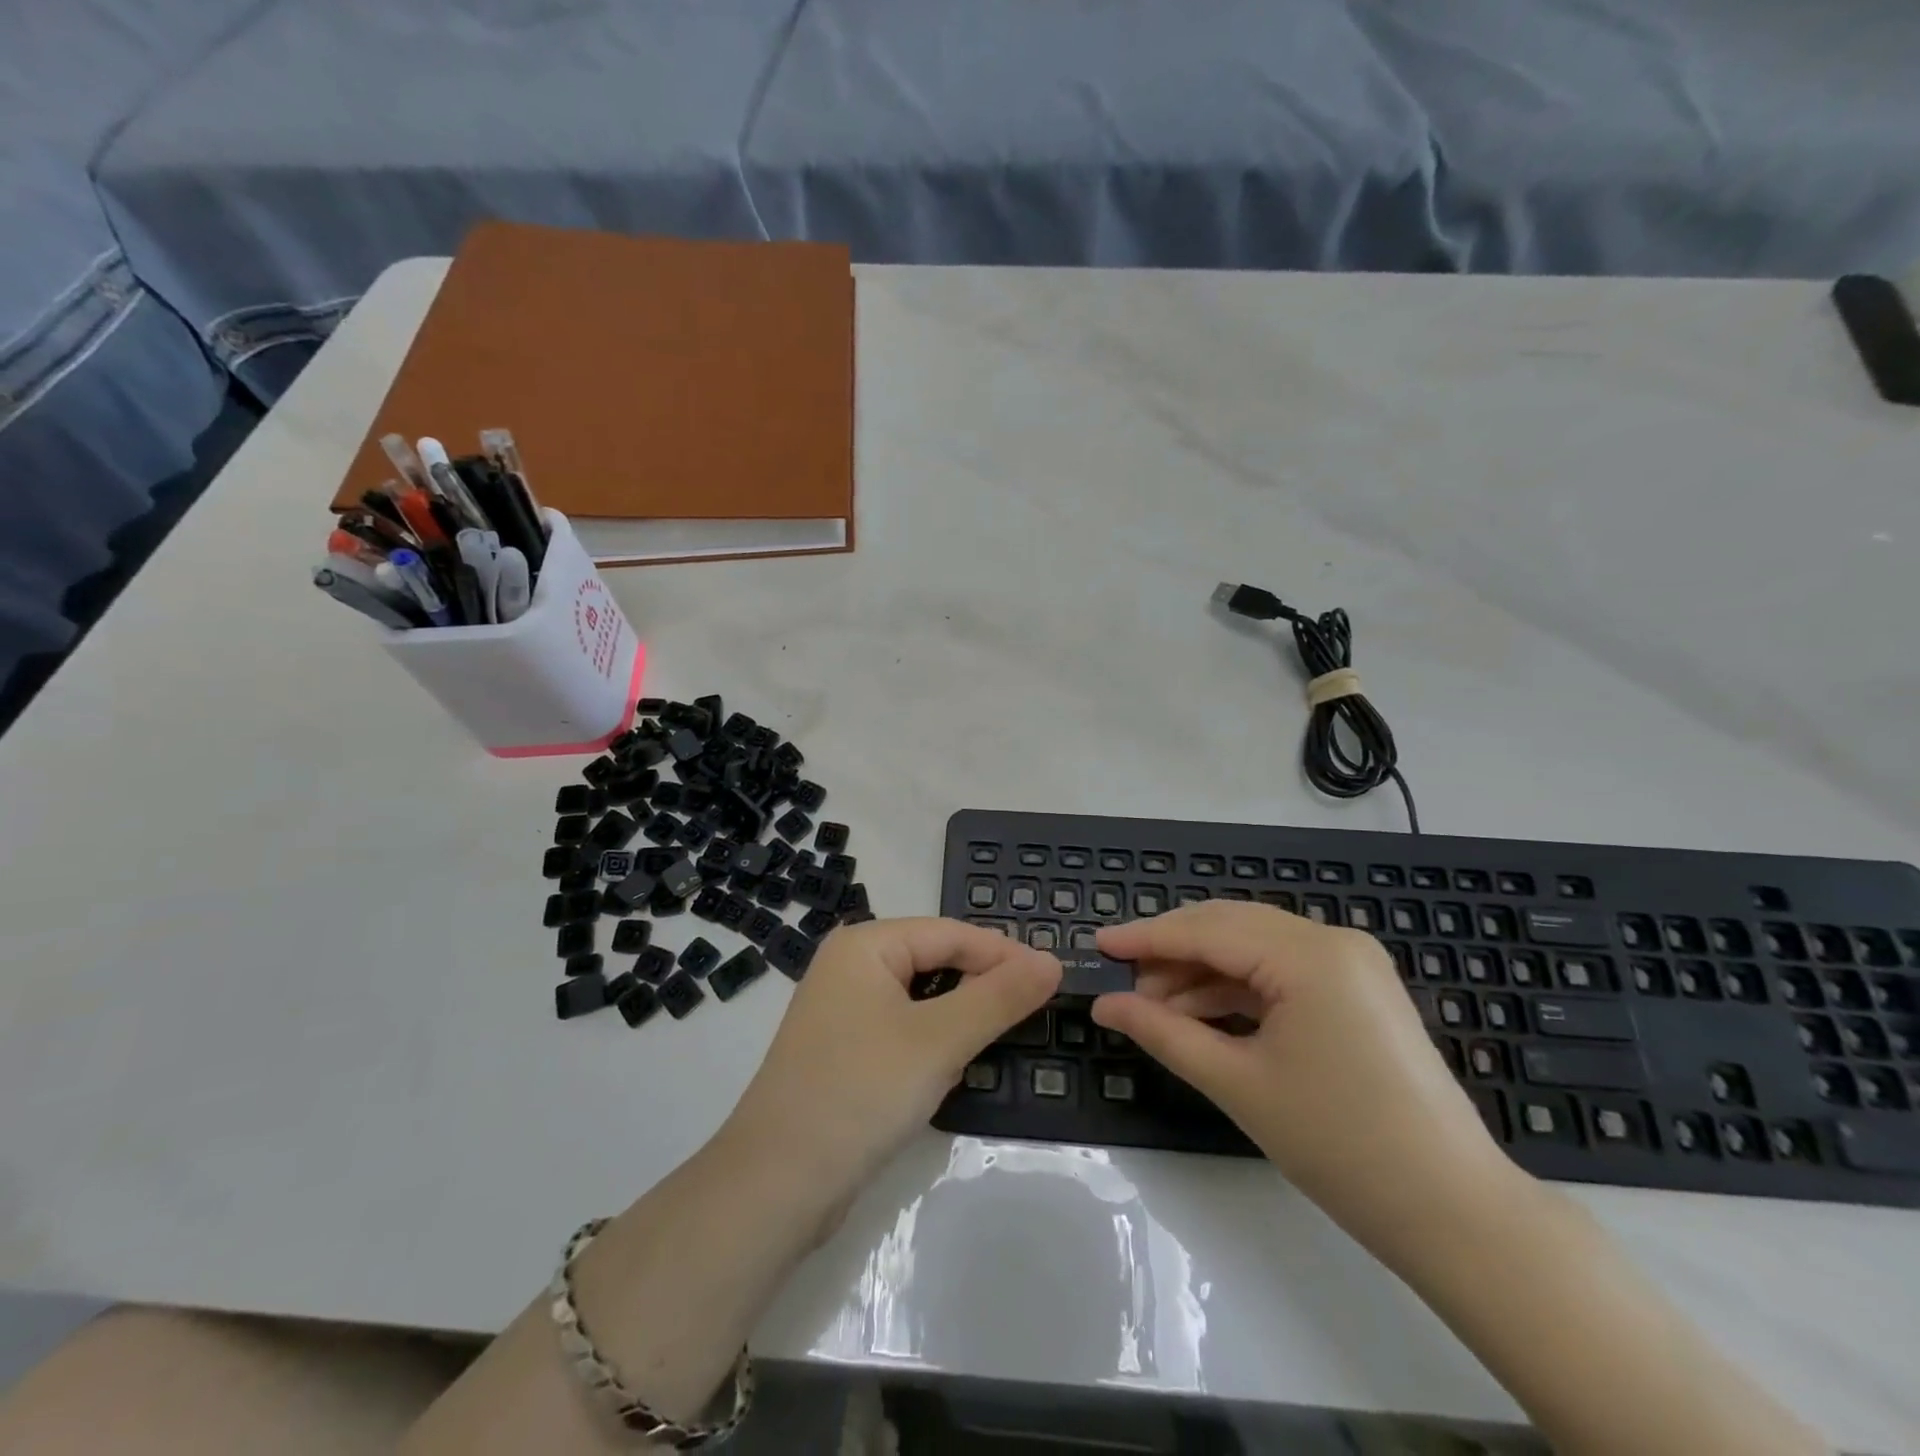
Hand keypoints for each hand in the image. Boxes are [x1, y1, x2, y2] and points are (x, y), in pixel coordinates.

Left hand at [726, 917, 1059, 1197]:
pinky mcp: (844, 1050)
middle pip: (935, 960)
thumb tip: (1052, 961)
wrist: (775, 1187)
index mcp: (865, 945)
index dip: (1004, 953)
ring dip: (960, 1015)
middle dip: (982, 984)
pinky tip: (952, 1066)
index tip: (1054, 979)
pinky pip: (903, 1028)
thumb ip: (999, 997)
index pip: (950, 933)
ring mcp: (843, 1009)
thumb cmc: (861, 1093)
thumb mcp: (940, 1041)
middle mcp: (850, 966)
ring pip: (921, 997)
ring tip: (1001, 1036)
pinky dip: (933, 1041)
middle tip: (1034, 1011)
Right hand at [1091, 902, 1519, 1249]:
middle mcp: (1332, 941)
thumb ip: (1164, 1033)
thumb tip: (1104, 1006)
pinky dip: (1237, 989)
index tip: (1098, 946)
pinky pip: (1280, 972)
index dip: (1147, 938)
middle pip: (1230, 928)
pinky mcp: (1357, 990)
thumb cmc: (1340, 1145)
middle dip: (1172, 952)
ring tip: (1155, 1007)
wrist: (1454, 1213)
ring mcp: (1351, 963)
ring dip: (1202, 973)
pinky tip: (1200, 1014)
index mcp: (1309, 954)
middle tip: (1122, 982)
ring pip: (1253, 948)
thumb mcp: (1239, 1084)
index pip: (1207, 931)